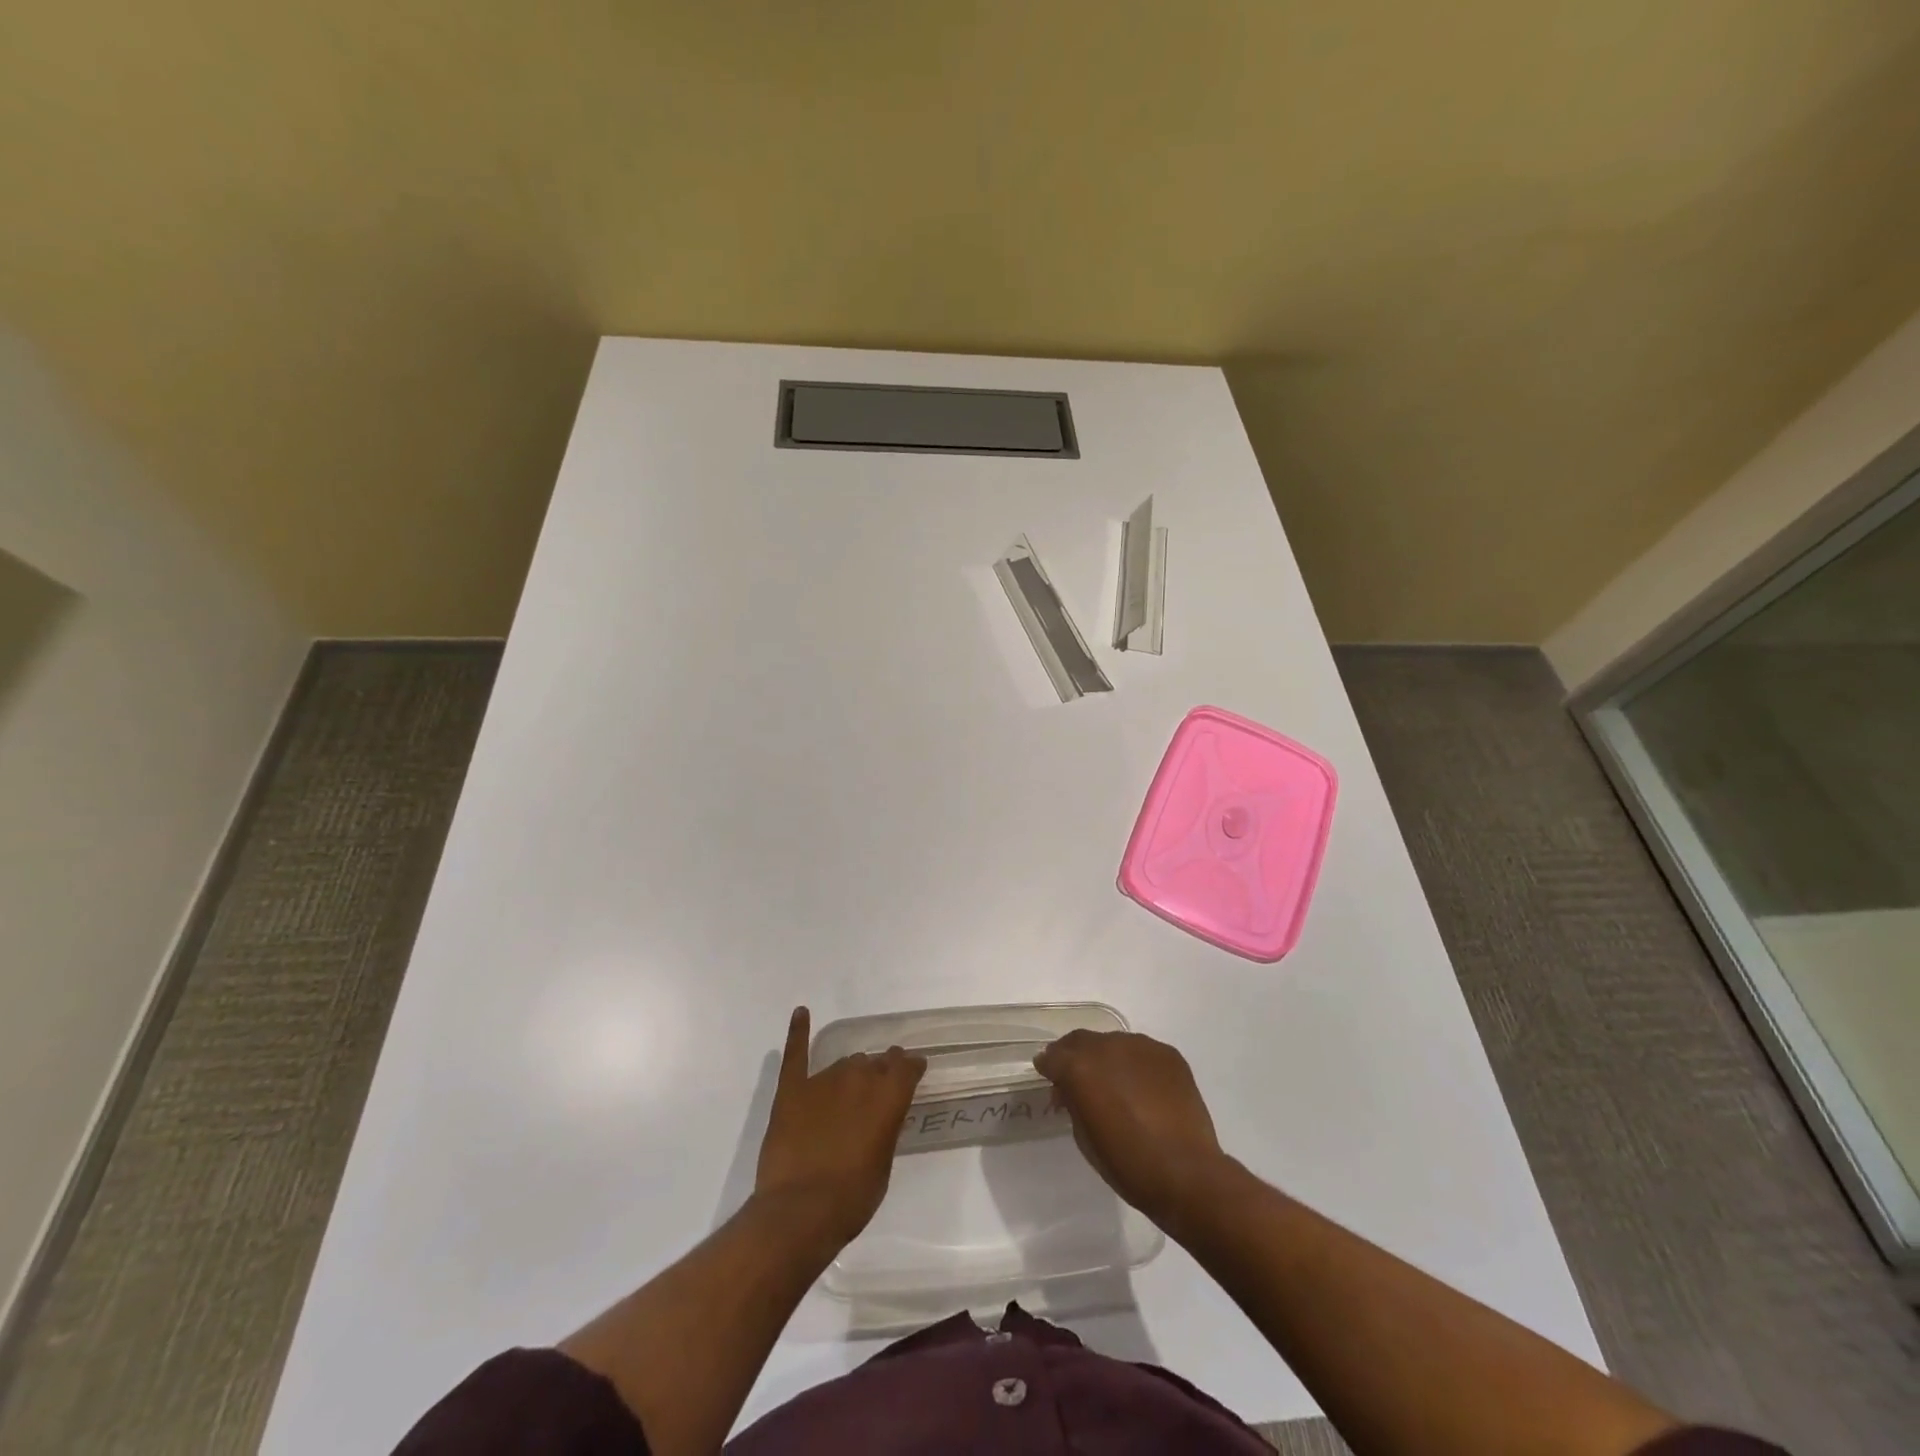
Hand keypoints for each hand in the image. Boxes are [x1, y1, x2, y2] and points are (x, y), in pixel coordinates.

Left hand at [754, 1007, 925, 1249]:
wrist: (799, 1211)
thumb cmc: (852, 1198)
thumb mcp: (883, 1164)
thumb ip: (884, 1129)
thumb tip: (880, 1115)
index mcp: (888, 1096)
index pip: (907, 1067)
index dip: (912, 1067)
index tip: (914, 1069)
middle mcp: (859, 1078)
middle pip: (875, 1062)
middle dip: (881, 1070)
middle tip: (880, 1085)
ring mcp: (823, 1080)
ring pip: (844, 1063)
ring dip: (851, 1071)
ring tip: (851, 1084)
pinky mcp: (792, 1090)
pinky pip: (796, 1054)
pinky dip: (798, 1031)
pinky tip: (801, 1012)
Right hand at [1034, 1029, 1229, 1229]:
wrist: (1186, 1173)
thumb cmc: (1127, 1164)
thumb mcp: (1084, 1138)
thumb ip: (1073, 1102)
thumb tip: (1071, 1090)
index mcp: (1079, 1068)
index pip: (1053, 1056)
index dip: (1048, 1067)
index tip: (1048, 1077)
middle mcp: (1107, 1046)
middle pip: (1081, 1041)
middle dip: (1074, 1056)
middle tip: (1077, 1079)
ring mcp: (1141, 1046)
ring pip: (1113, 1043)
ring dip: (1107, 1059)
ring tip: (1116, 1086)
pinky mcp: (1168, 1054)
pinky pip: (1142, 1053)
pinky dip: (1136, 1065)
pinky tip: (1144, 1090)